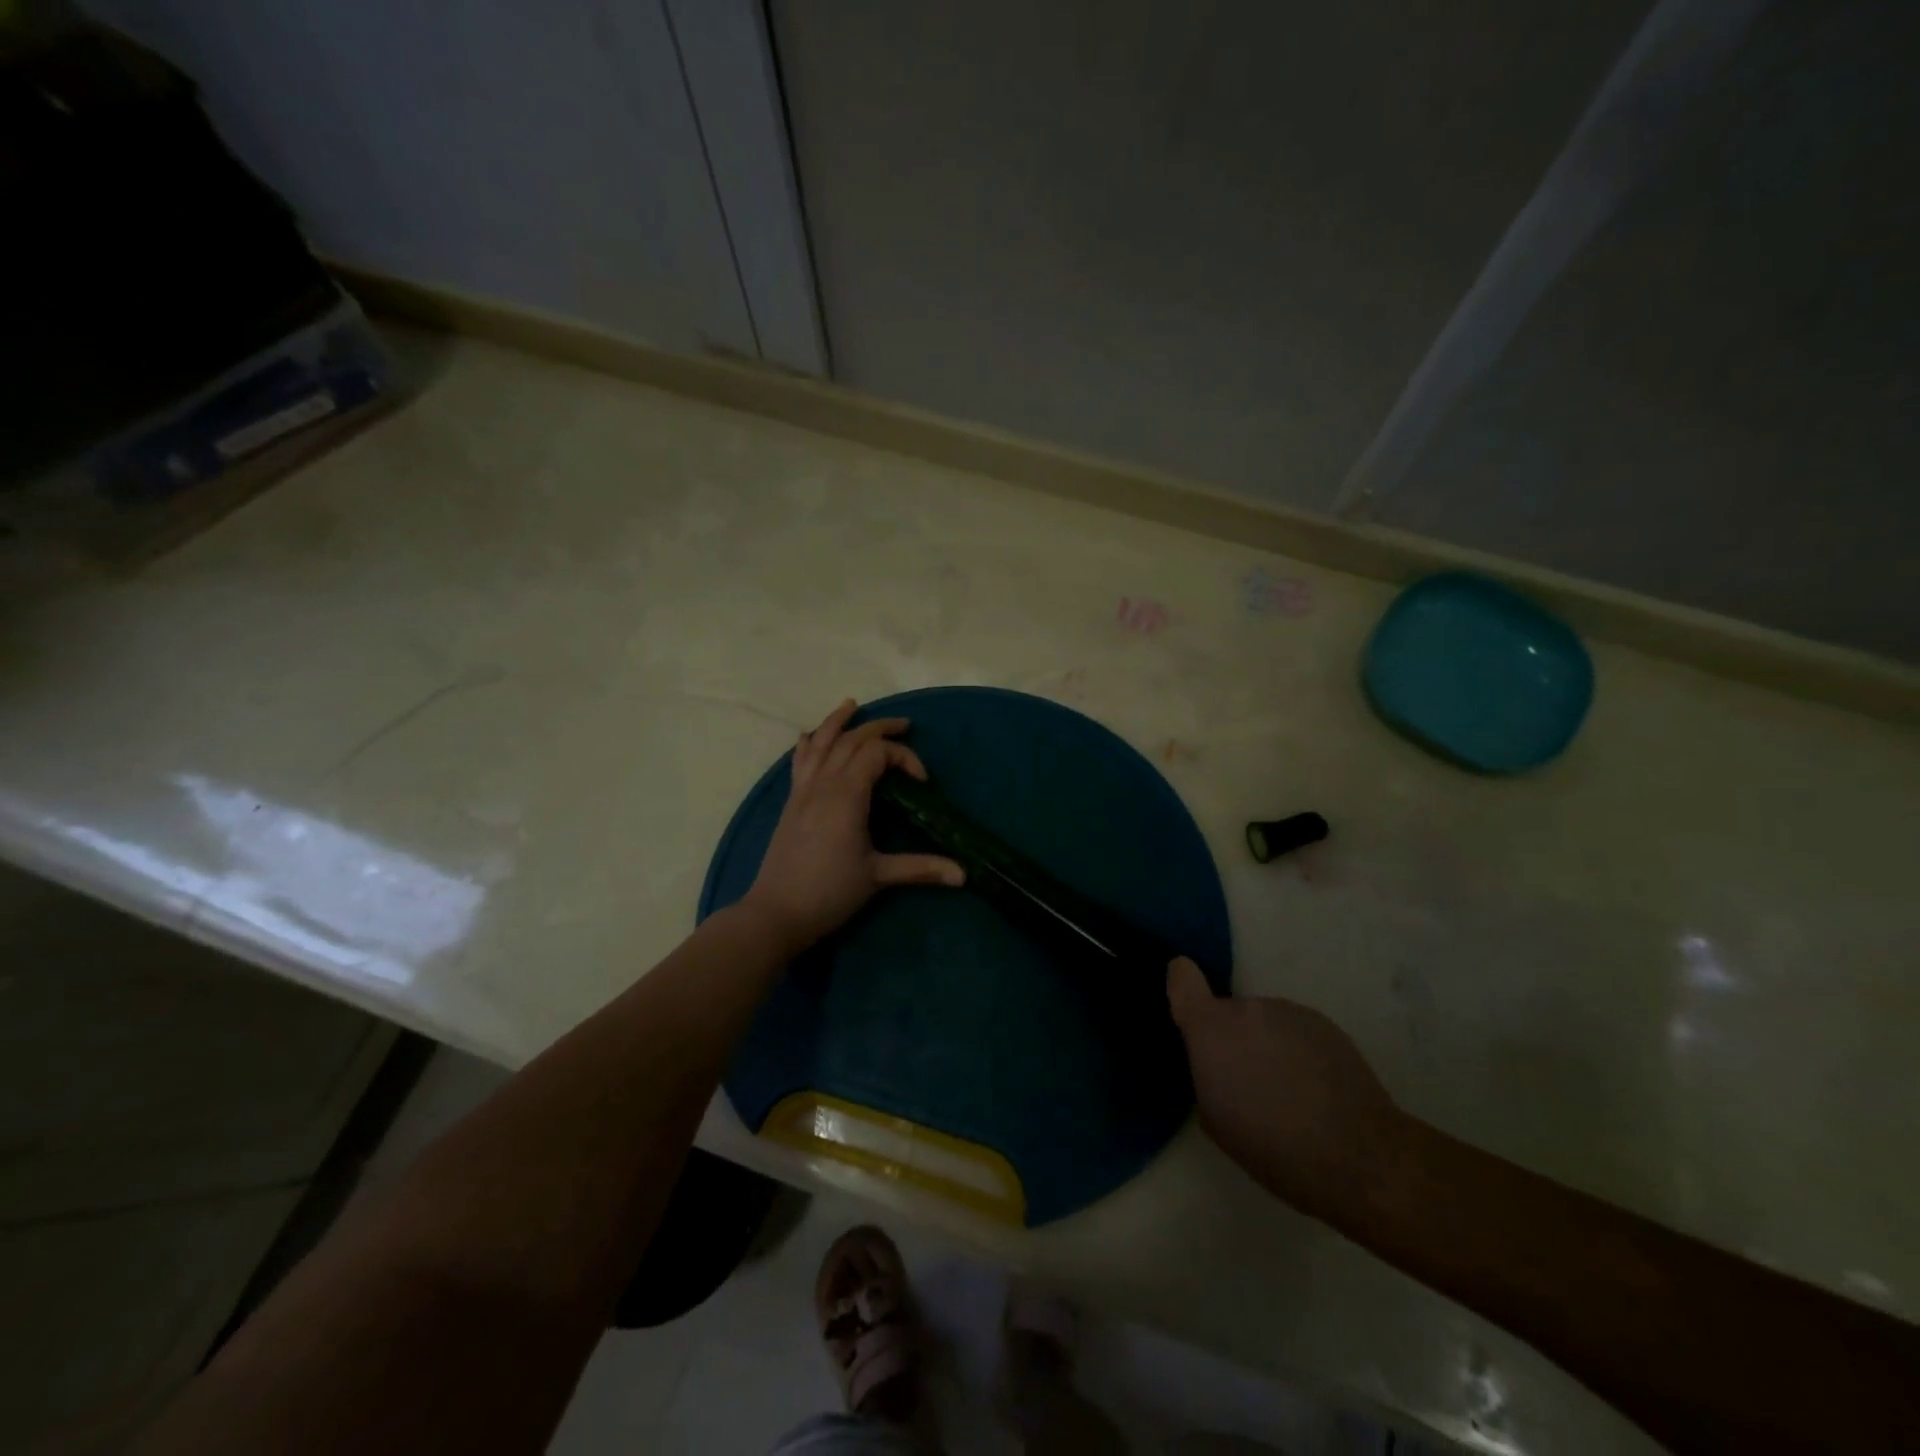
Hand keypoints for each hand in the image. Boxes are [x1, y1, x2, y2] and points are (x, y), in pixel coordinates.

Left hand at [743, 700, 964, 952]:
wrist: (777, 912)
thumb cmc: (829, 892)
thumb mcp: (878, 877)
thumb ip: (920, 868)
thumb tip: (963, 874)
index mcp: (847, 794)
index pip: (877, 753)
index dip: (904, 757)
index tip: (921, 782)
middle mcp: (824, 783)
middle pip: (851, 740)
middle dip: (880, 728)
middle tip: (904, 725)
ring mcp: (803, 790)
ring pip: (820, 742)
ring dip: (838, 721)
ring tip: (852, 705)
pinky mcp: (791, 802)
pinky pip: (799, 760)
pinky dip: (809, 742)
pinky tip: (809, 735)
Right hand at [1167, 957, 1402, 1218]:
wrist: (1358, 1156)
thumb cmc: (1272, 1147)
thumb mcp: (1216, 1120)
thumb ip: (1205, 1075)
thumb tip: (1214, 1065)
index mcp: (1211, 1030)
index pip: (1182, 978)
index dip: (1182, 987)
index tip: (1188, 1009)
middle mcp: (1247, 1008)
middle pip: (1229, 1013)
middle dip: (1234, 1040)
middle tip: (1250, 1083)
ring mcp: (1288, 1011)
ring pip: (1264, 1022)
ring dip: (1267, 1045)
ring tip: (1289, 1092)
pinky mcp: (1325, 1023)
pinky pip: (1296, 1030)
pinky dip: (1298, 1051)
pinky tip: (1316, 1089)